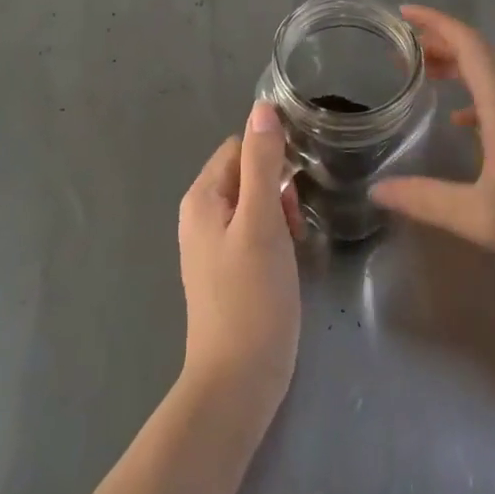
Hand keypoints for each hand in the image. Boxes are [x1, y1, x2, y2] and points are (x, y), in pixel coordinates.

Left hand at [177, 103, 301, 427]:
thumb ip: (262, 163)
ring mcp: (209, 245)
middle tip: (295, 225)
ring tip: (295, 246)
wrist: (237, 384)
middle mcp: (199, 215)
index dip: (271, 159)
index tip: (294, 189)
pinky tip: (285, 264)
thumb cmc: (252, 297)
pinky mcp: (224, 271)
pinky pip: (251, 233)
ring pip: (252, 204)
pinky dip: (272, 238)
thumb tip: (262, 108)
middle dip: (276, 189)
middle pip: (245, 174)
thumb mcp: (262, 222)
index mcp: (202, 197)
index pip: (239, 147)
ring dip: (278, 215)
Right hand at [371, 6, 494, 303]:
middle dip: (439, 41)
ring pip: (490, 77)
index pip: (471, 46)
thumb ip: (427, 200)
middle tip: (401, 47)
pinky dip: (471, 96)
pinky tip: (456, 120)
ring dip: (456, 66)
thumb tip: (377, 188)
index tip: (404, 13)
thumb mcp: (482, 219)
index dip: (437, 22)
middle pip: (479, 55)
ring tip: (421, 73)